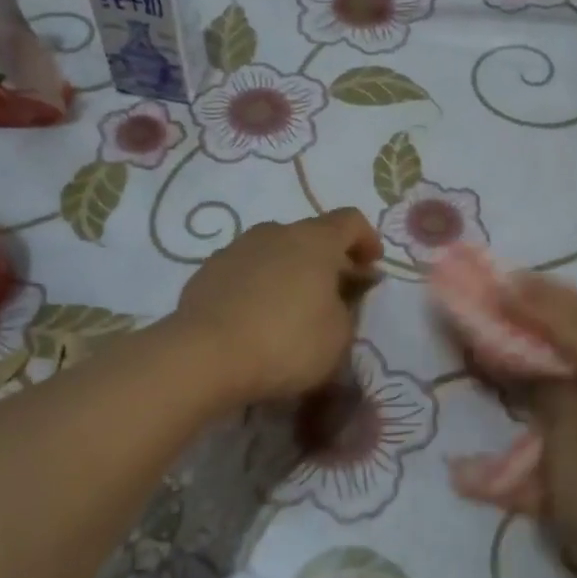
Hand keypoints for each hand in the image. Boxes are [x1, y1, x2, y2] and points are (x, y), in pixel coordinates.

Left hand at [173, 208, 382, 404]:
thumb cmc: (286, 343)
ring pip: (275, 251)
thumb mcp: (338, 336)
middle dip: (327, 260)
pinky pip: (245, 271)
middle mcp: (275, 232)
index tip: (371, 266)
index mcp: (315, 240)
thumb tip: (337, 298)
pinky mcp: (208, 271)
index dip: (366, 240)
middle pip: (310, 236)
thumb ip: (346, 310)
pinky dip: (259, 285)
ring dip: (290, 271)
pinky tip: (256, 317)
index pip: (350, 221)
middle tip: (335, 292)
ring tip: (292, 307)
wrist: (205, 356)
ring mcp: (236, 248)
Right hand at [502, 275, 576, 577]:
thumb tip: (530, 362)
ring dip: (564, 316)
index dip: (524, 299)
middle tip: (508, 286)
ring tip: (529, 305)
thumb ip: (546, 389)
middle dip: (547, 297)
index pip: (564, 315)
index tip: (490, 284)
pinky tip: (560, 346)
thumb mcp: (565, 441)